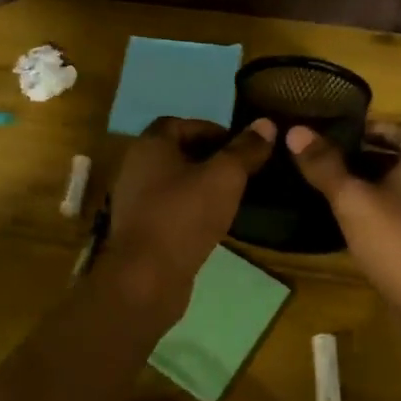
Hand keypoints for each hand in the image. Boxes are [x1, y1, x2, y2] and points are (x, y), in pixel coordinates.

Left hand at [100, 117, 275, 312]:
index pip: (181, 123)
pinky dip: (191, 210)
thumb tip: (265, 124)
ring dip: (201, 186)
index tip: (241, 146)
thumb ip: (245, 150)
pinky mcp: (140, 230)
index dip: (212, 129)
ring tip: (232, 197)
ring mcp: (135, 202)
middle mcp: (136, 168)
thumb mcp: (224, 177)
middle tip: (242, 171)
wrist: (146, 277)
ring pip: (174, 183)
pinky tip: (213, 223)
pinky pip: (170, 210)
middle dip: (210, 159)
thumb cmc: (184, 216)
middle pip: (177, 153)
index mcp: (150, 145)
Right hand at [287, 122, 400, 319]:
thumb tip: (296, 131)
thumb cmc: (396, 241)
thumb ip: (324, 166)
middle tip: (336, 166)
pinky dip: (393, 216)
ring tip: (345, 198)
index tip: (347, 136)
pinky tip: (368, 231)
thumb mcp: (352, 200)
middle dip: (373, 160)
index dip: (377, 129)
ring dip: (382, 190)